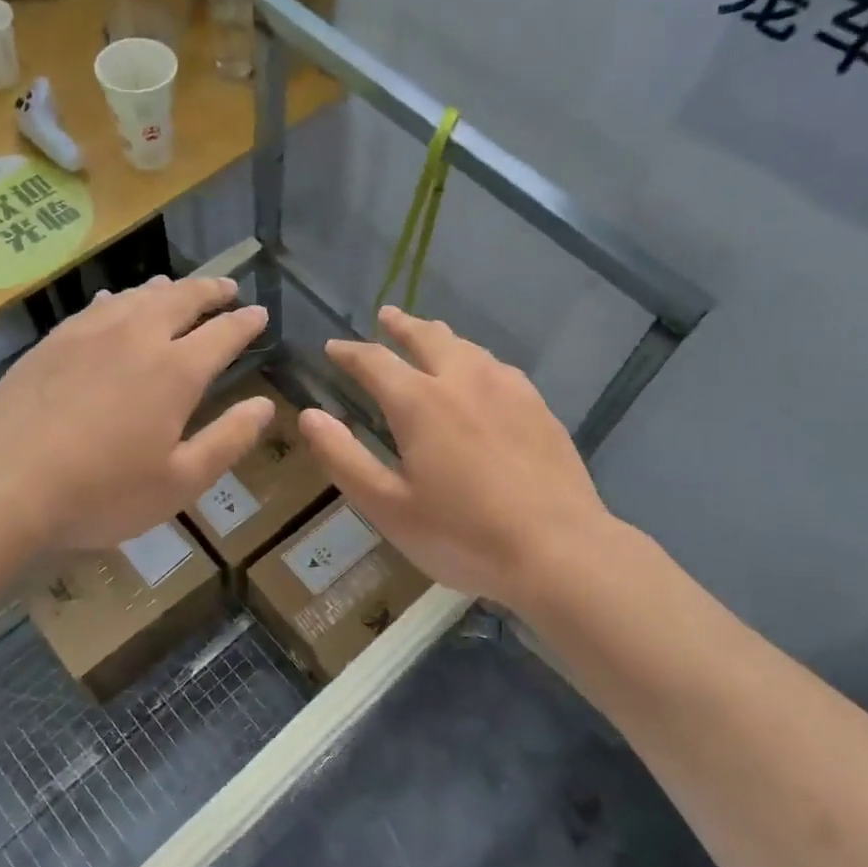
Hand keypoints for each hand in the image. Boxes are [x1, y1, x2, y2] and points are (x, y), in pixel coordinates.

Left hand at [0, 276, 274, 550]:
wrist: (1, 484)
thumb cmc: (101, 491)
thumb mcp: (180, 482)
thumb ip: (228, 440)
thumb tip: (265, 406)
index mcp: (176, 370)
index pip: (224, 333)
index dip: (246, 322)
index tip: (261, 313)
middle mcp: (137, 337)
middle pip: (182, 299)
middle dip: (211, 291)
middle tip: (228, 288)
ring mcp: (90, 333)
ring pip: (138, 296)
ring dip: (167, 289)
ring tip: (179, 288)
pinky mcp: (53, 341)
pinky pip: (97, 306)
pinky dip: (120, 299)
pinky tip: (115, 303)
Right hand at [298, 306, 613, 612]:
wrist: (558, 550)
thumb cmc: (463, 535)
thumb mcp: (388, 507)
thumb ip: (344, 458)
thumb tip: (309, 415)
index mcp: (420, 402)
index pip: (374, 361)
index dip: (349, 353)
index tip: (333, 349)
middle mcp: (463, 380)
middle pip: (427, 337)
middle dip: (401, 325)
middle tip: (386, 316)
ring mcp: (508, 389)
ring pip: (467, 346)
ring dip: (440, 337)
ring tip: (430, 336)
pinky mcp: (538, 406)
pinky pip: (498, 367)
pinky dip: (475, 359)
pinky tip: (481, 375)